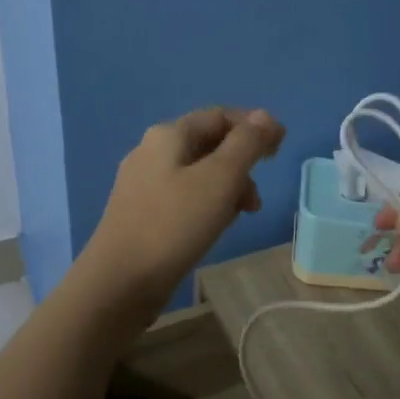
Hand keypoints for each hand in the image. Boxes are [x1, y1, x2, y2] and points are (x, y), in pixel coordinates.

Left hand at [81, 107, 285, 320]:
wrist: (119, 283)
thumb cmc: (174, 224)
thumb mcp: (220, 179)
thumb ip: (247, 143)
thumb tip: (266, 116)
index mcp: (169, 134)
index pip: (220, 115)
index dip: (254, 126)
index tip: (281, 150)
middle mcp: (152, 151)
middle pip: (209, 143)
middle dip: (242, 163)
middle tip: (257, 197)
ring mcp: (143, 183)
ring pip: (198, 173)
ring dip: (227, 187)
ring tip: (241, 216)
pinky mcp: (141, 213)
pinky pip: (184, 196)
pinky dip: (207, 204)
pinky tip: (214, 228)